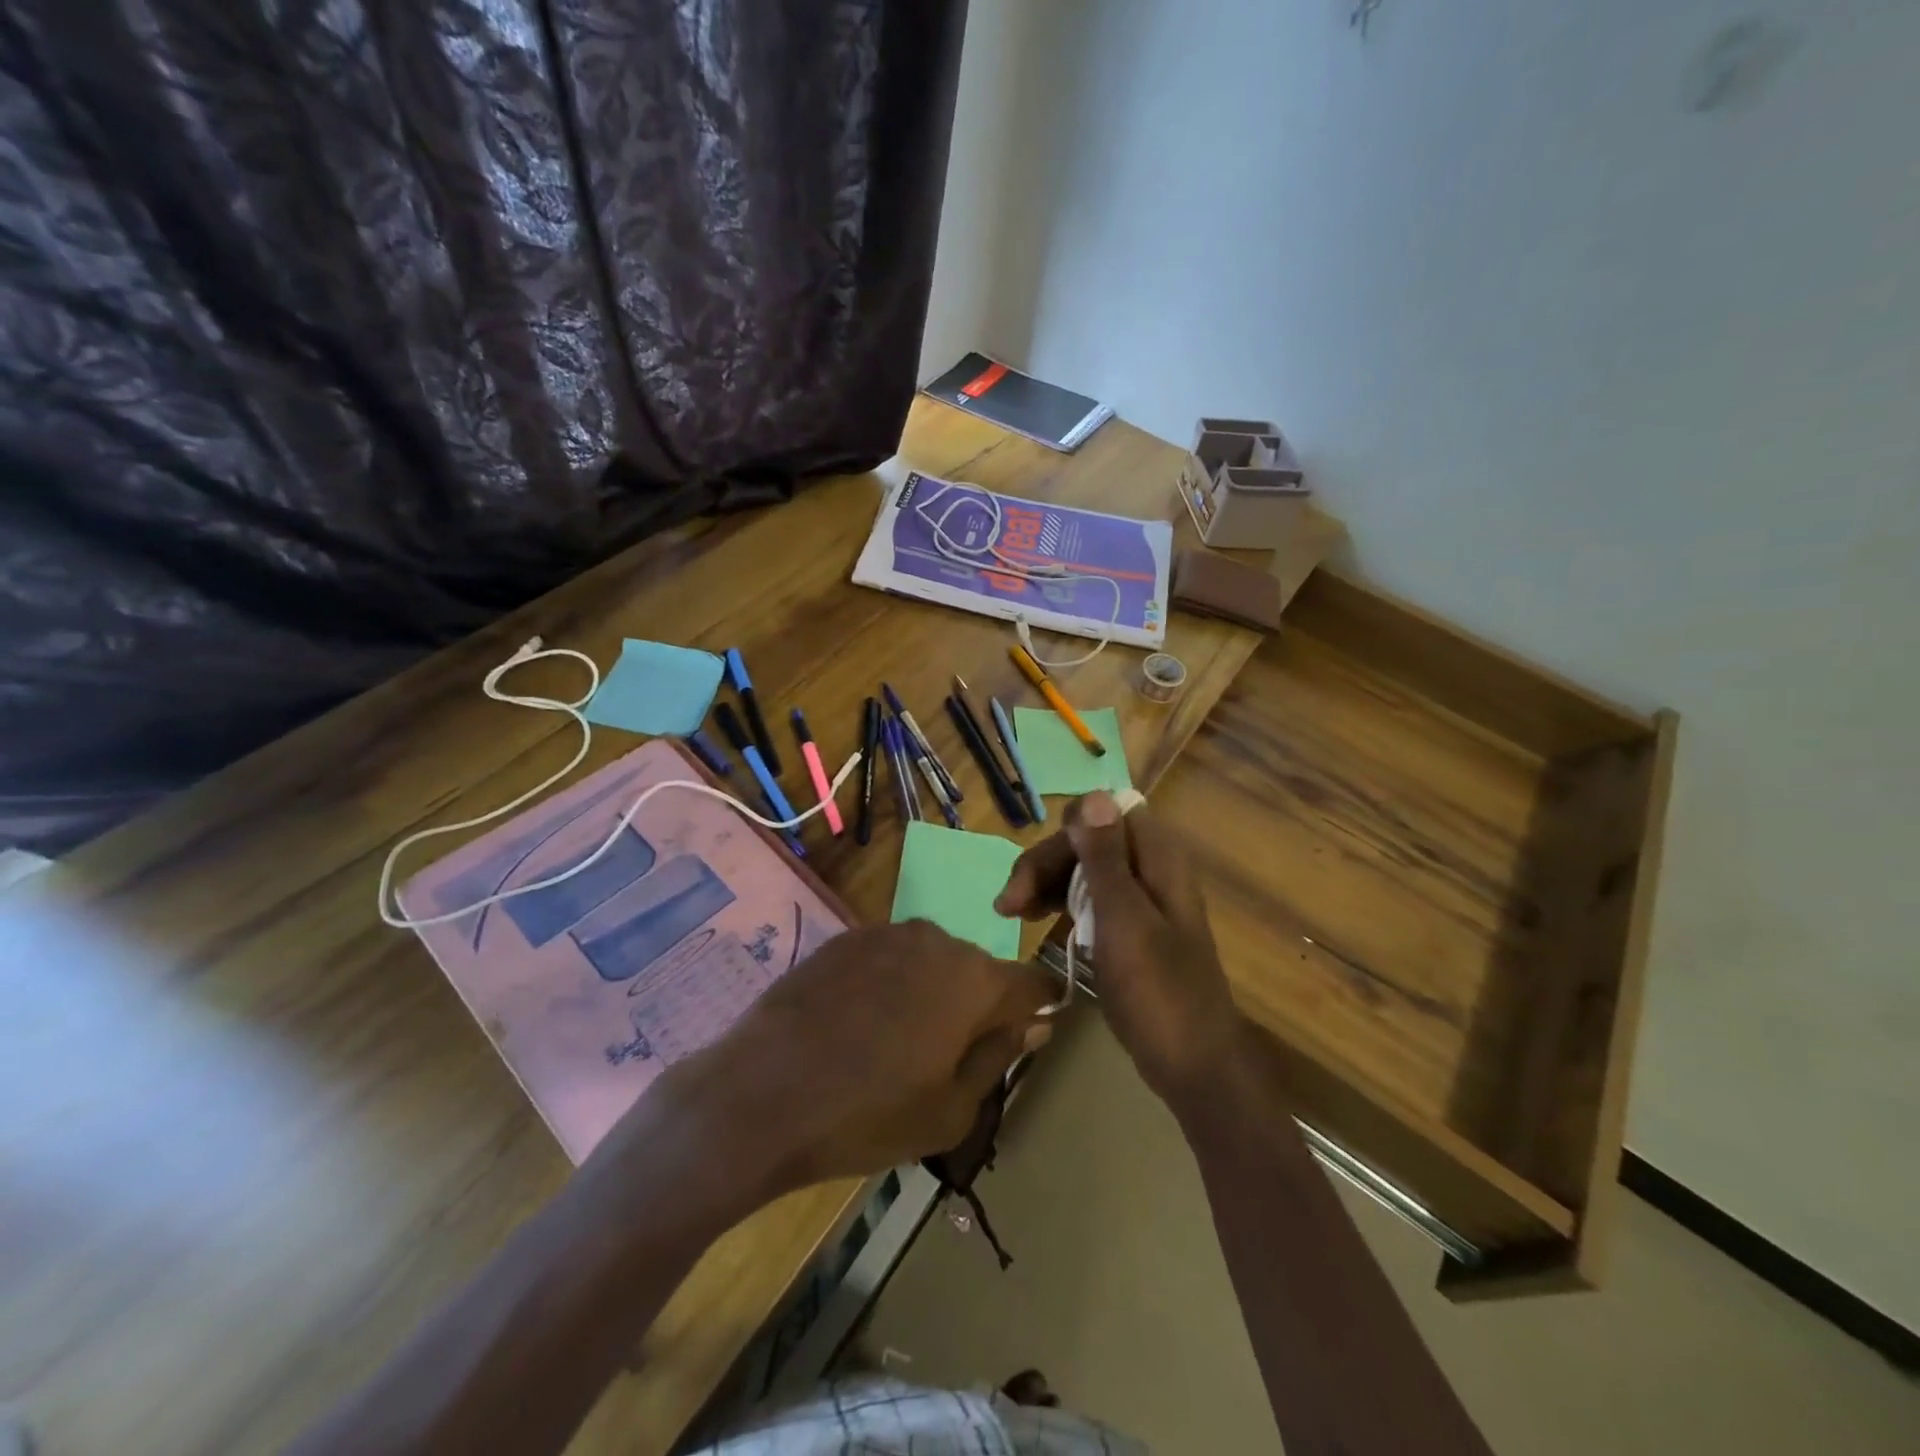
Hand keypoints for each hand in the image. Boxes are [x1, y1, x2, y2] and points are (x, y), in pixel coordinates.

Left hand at [661, 921, 1054, 1196]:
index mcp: (974, 979)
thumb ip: (999, 1057)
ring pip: (932, 961)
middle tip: (945, 1059)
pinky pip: (889, 957)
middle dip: (976, 1007)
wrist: (761, 1093)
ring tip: (895, 1043)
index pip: (1033, 982)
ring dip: (930, 993)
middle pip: (979, 971)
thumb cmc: (867, 1114)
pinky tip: (857, 1024)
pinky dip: (889, 984)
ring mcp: (886, 932)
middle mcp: (937, 940)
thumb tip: (1034, 1023)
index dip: (1037, 1008)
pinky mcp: (845, 938)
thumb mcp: (950, 1110)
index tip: (1025, 1036)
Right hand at [995, 790, 1241, 1110]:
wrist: (1196, 1066)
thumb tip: (1094, 792)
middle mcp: (1151, 869)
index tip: (1036, 871)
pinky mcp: (1131, 928)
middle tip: (1007, 905)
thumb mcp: (1124, 920)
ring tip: (1009, 915)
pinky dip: (1060, 904)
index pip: (1105, 813)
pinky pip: (1090, 899)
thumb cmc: (1159, 992)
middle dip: (1046, 863)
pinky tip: (1035, 921)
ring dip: (1046, 883)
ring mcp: (1141, 900)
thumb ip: (1106, 858)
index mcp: (1158, 859)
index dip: (1066, 832)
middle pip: (1089, 841)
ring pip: (1084, 869)